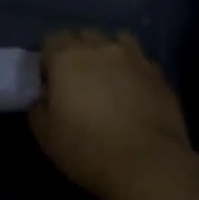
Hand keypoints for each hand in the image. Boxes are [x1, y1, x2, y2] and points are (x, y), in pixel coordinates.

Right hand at [29, 30, 190, 199]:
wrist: (147, 163)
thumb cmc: (87, 149)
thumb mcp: (45, 135)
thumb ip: (39, 106)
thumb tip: (46, 96)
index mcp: (68, 58)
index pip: (51, 39)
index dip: (47, 58)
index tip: (48, 81)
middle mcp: (102, 48)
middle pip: (84, 36)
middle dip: (77, 51)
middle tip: (76, 81)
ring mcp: (135, 58)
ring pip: (117, 42)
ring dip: (108, 54)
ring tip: (107, 80)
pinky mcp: (160, 74)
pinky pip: (140, 62)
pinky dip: (132, 71)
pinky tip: (133, 93)